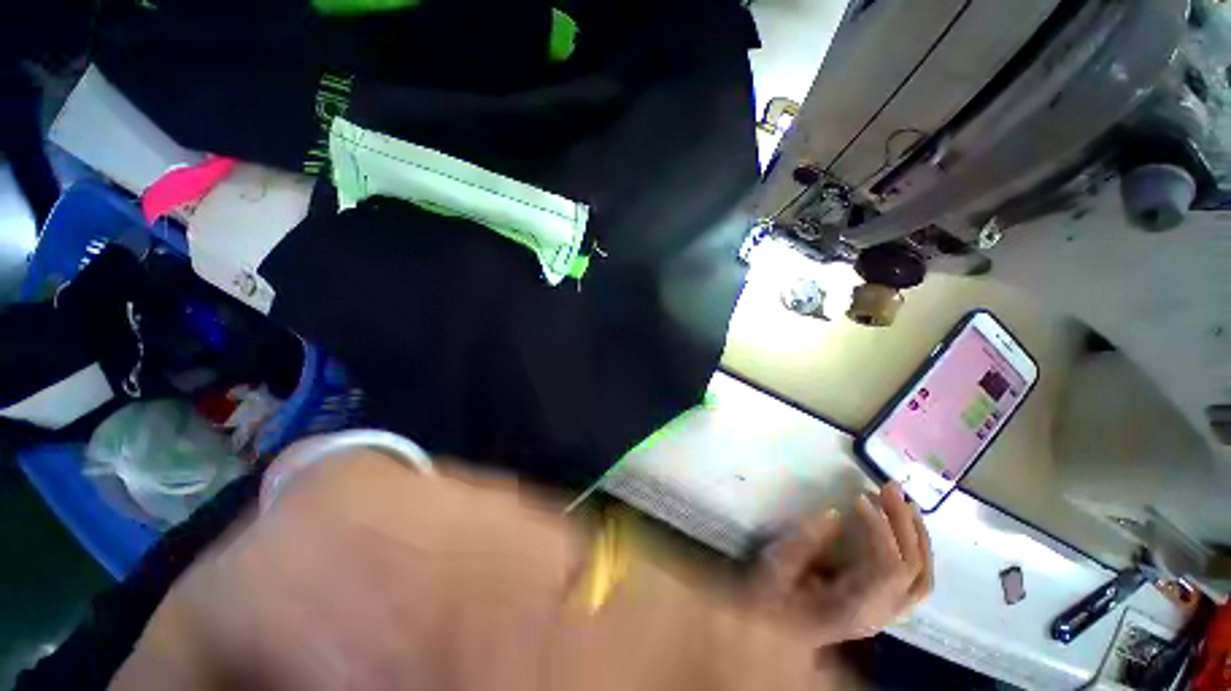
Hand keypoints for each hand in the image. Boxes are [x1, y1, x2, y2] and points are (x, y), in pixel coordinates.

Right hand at [751, 482, 933, 644]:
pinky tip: (904, 528)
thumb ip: (805, 540)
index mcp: (852, 609)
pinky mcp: (881, 606)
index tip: (859, 497)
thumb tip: (835, 512)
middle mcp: (877, 616)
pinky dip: (915, 552)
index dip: (881, 530)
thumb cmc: (768, 596)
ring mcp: (883, 614)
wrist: (770, 631)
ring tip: (904, 502)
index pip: (888, 570)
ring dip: (918, 538)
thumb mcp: (777, 565)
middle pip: (912, 572)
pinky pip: (913, 582)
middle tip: (888, 488)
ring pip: (922, 580)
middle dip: (905, 525)